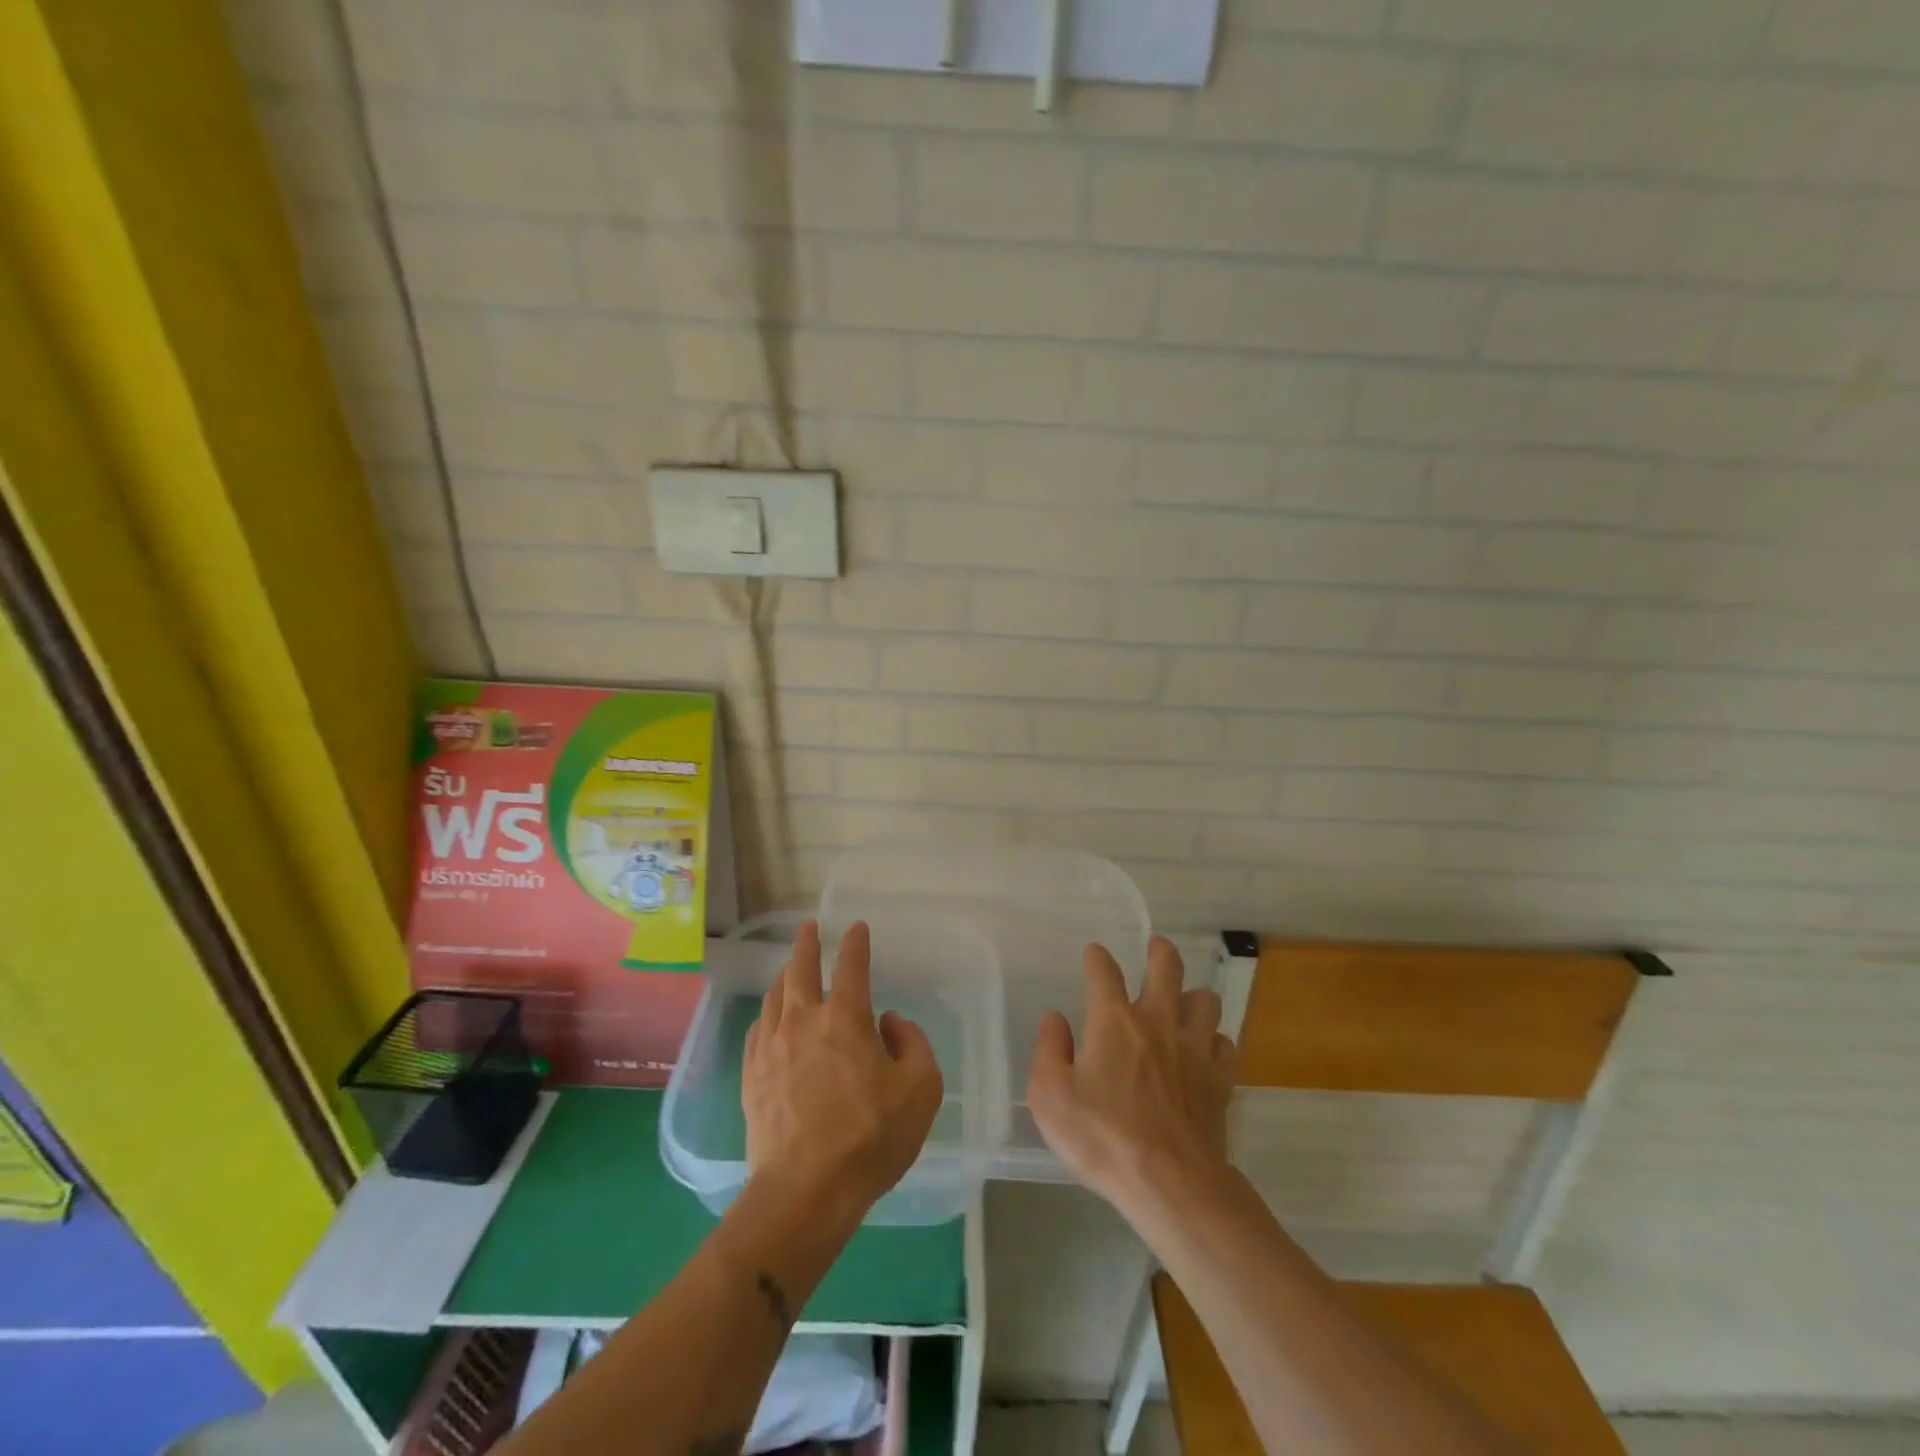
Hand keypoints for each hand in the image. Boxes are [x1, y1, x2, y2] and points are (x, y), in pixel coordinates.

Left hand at [743, 920, 943, 1223]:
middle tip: (809, 928)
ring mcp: (772, 1048)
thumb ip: (912, 1044)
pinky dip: (767, 1013)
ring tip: (790, 968)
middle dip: (806, 943)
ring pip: (774, 996)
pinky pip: (758, 1029)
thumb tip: (890, 1022)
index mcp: (845, 1018)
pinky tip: (770, 1018)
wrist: (805, 1192)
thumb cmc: (870, 1137)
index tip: (857, 927)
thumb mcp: (921, 1089)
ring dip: (785, 975)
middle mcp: (803, 1021)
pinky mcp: (752, 1076)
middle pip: (800, 969)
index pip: (851, 965)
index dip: (856, 942)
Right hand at [1027, 936, 1236, 1211]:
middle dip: (1161, 952)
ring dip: (1194, 997)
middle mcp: (1157, 1021)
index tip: (1094, 953)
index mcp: (1113, 1020)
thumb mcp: (1050, 1096)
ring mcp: (1194, 1048)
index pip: (1103, 972)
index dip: (1097, 958)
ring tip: (1184, 1003)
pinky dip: (1215, 1041)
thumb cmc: (1102, 1137)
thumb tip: (1055, 1019)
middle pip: (1167, 968)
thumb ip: (1048, 1050)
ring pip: (1205, 1000)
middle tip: (1157, 947)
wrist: (1170, 1183)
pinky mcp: (1220, 1079)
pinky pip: (1225, 1044)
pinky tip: (1206, 1051)